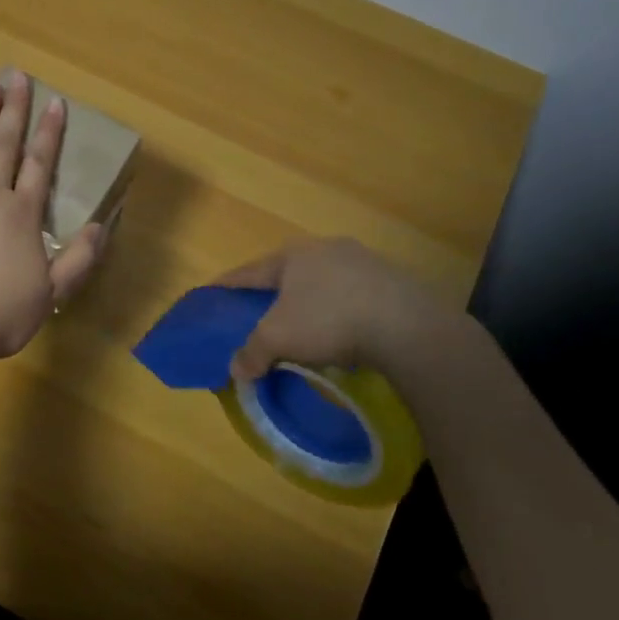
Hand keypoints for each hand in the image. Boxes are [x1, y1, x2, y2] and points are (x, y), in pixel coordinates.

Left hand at [0, 73, 105, 359]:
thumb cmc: (2, 312)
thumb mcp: (52, 292)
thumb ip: (79, 258)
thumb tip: (100, 227)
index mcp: (23, 213)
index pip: (39, 163)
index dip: (50, 132)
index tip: (56, 103)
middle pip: (3, 143)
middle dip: (14, 108)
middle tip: (18, 77)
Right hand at [216, 238, 458, 379]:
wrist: (408, 327)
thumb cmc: (328, 320)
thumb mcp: (278, 338)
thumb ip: (252, 351)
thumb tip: (235, 370)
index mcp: (293, 254)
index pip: (249, 271)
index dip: (227, 285)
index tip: (211, 293)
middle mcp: (326, 249)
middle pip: (288, 274)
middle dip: (272, 294)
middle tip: (257, 314)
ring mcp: (364, 262)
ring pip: (323, 284)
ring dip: (309, 304)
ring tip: (302, 327)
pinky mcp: (393, 282)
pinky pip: (353, 297)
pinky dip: (340, 312)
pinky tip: (342, 333)